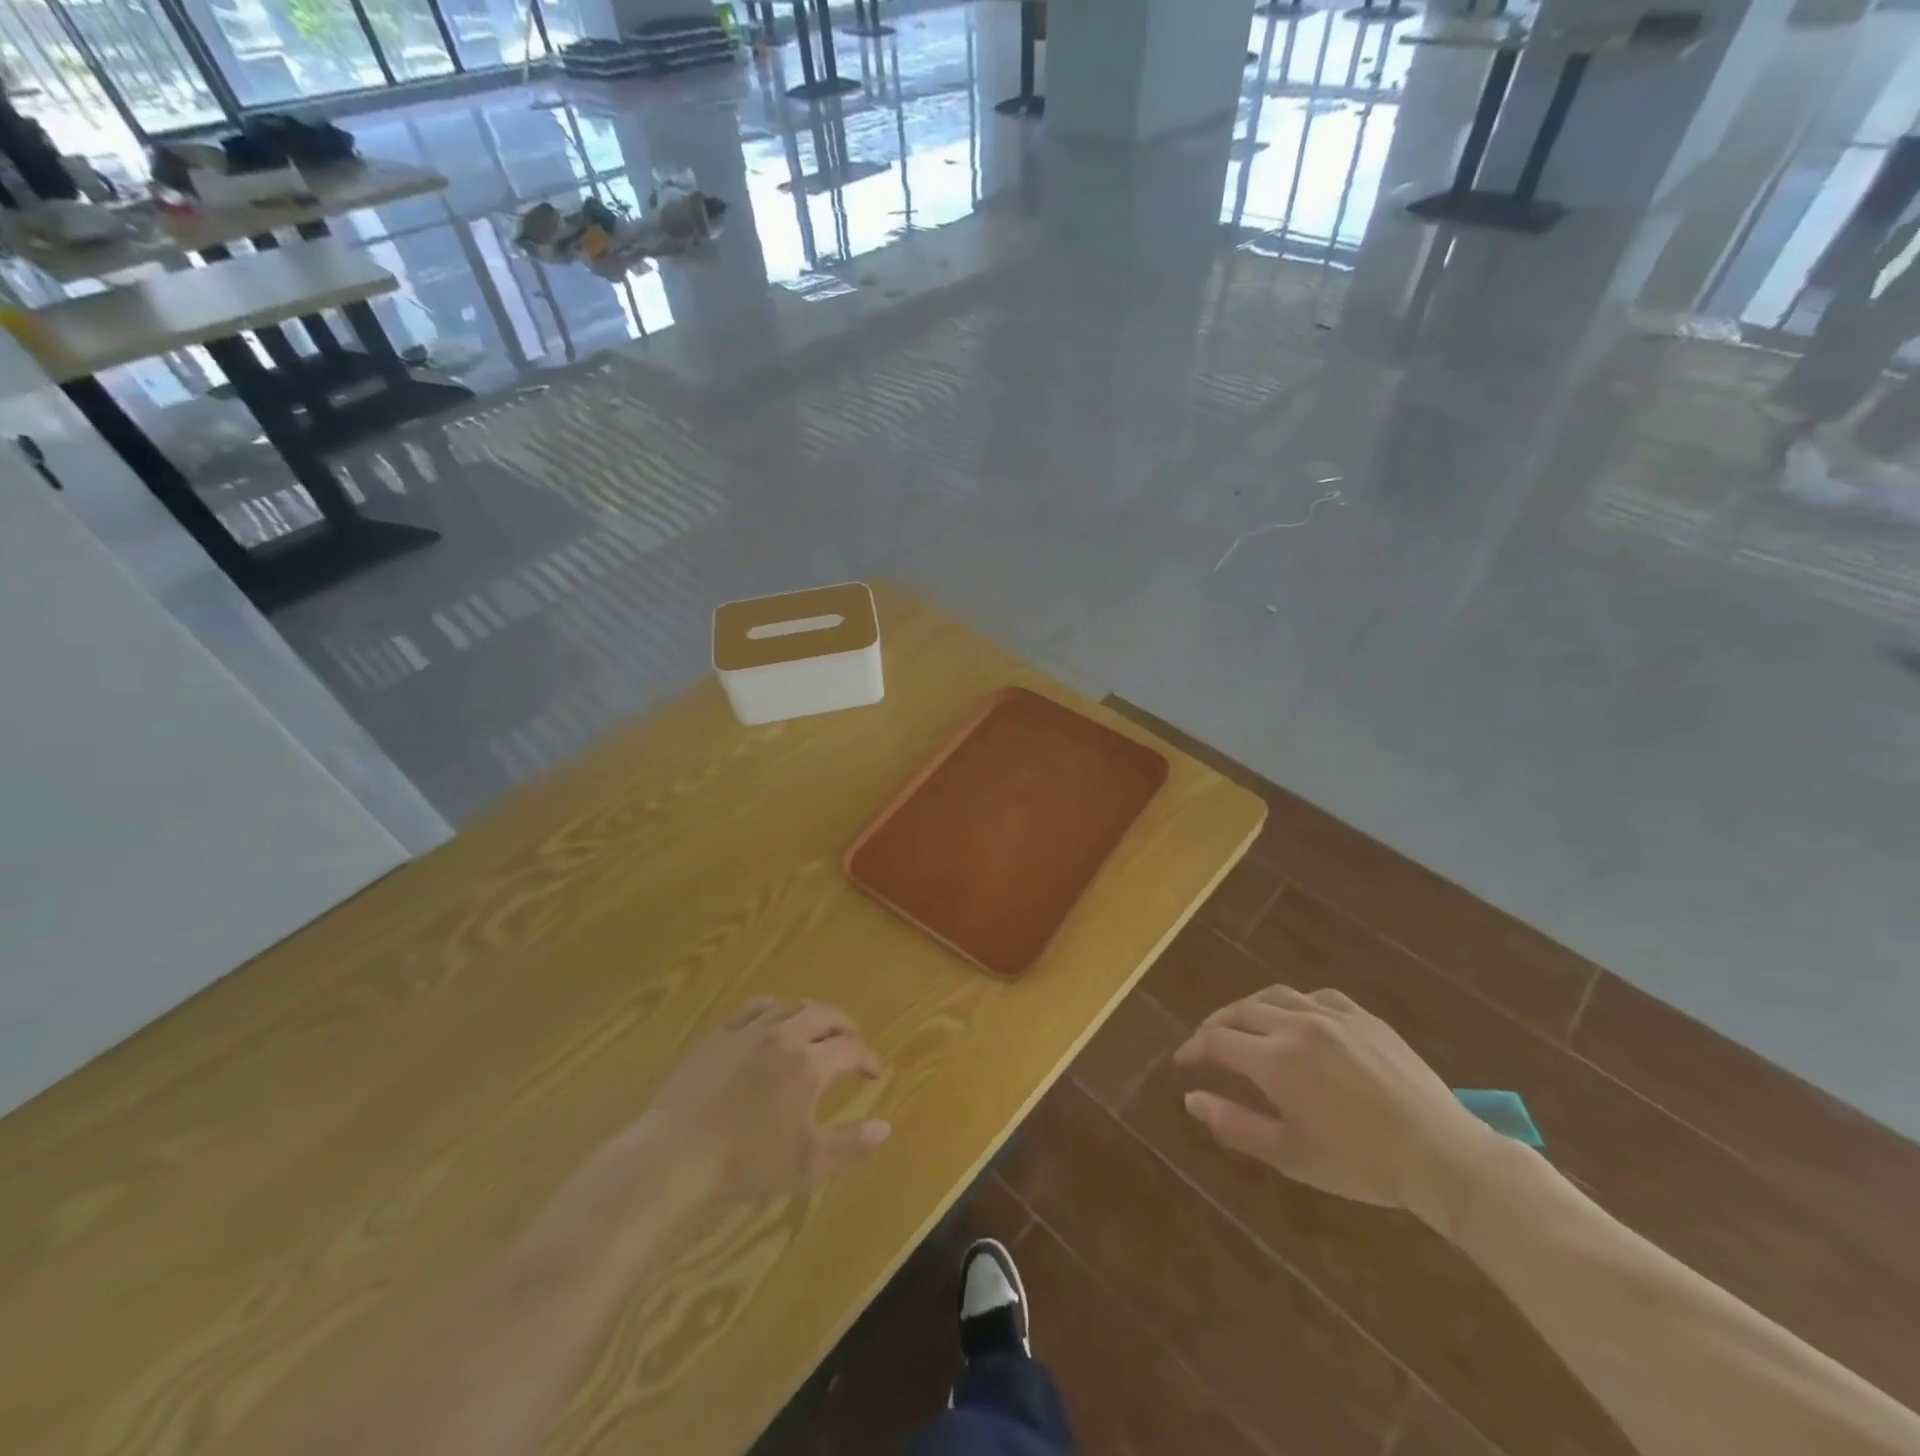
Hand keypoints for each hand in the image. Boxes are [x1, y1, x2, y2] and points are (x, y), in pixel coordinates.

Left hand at [640, 996, 891, 1203]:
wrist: (676, 1157)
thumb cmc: (746, 1163)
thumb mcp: (808, 1164)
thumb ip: (851, 1145)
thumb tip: (887, 1126)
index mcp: (809, 1064)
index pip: (850, 1048)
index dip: (867, 1057)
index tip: (872, 1072)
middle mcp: (784, 1035)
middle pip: (825, 1014)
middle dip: (845, 1027)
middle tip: (853, 1042)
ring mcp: (749, 1030)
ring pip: (792, 1005)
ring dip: (812, 1014)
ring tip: (817, 1029)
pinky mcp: (720, 1033)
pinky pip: (756, 1007)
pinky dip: (776, 1009)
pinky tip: (774, 1022)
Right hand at [1173, 985, 1504, 1233]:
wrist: (1443, 1157)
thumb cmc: (1362, 1164)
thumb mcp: (1290, 1155)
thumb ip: (1234, 1125)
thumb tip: (1190, 1099)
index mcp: (1275, 1060)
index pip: (1217, 1041)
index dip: (1193, 1050)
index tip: (1182, 1062)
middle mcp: (1297, 1026)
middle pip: (1240, 1012)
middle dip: (1216, 1026)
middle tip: (1206, 1043)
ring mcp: (1333, 1016)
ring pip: (1275, 996)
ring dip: (1249, 1008)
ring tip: (1243, 1024)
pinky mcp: (1364, 1017)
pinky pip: (1316, 996)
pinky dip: (1293, 1002)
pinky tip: (1296, 1017)